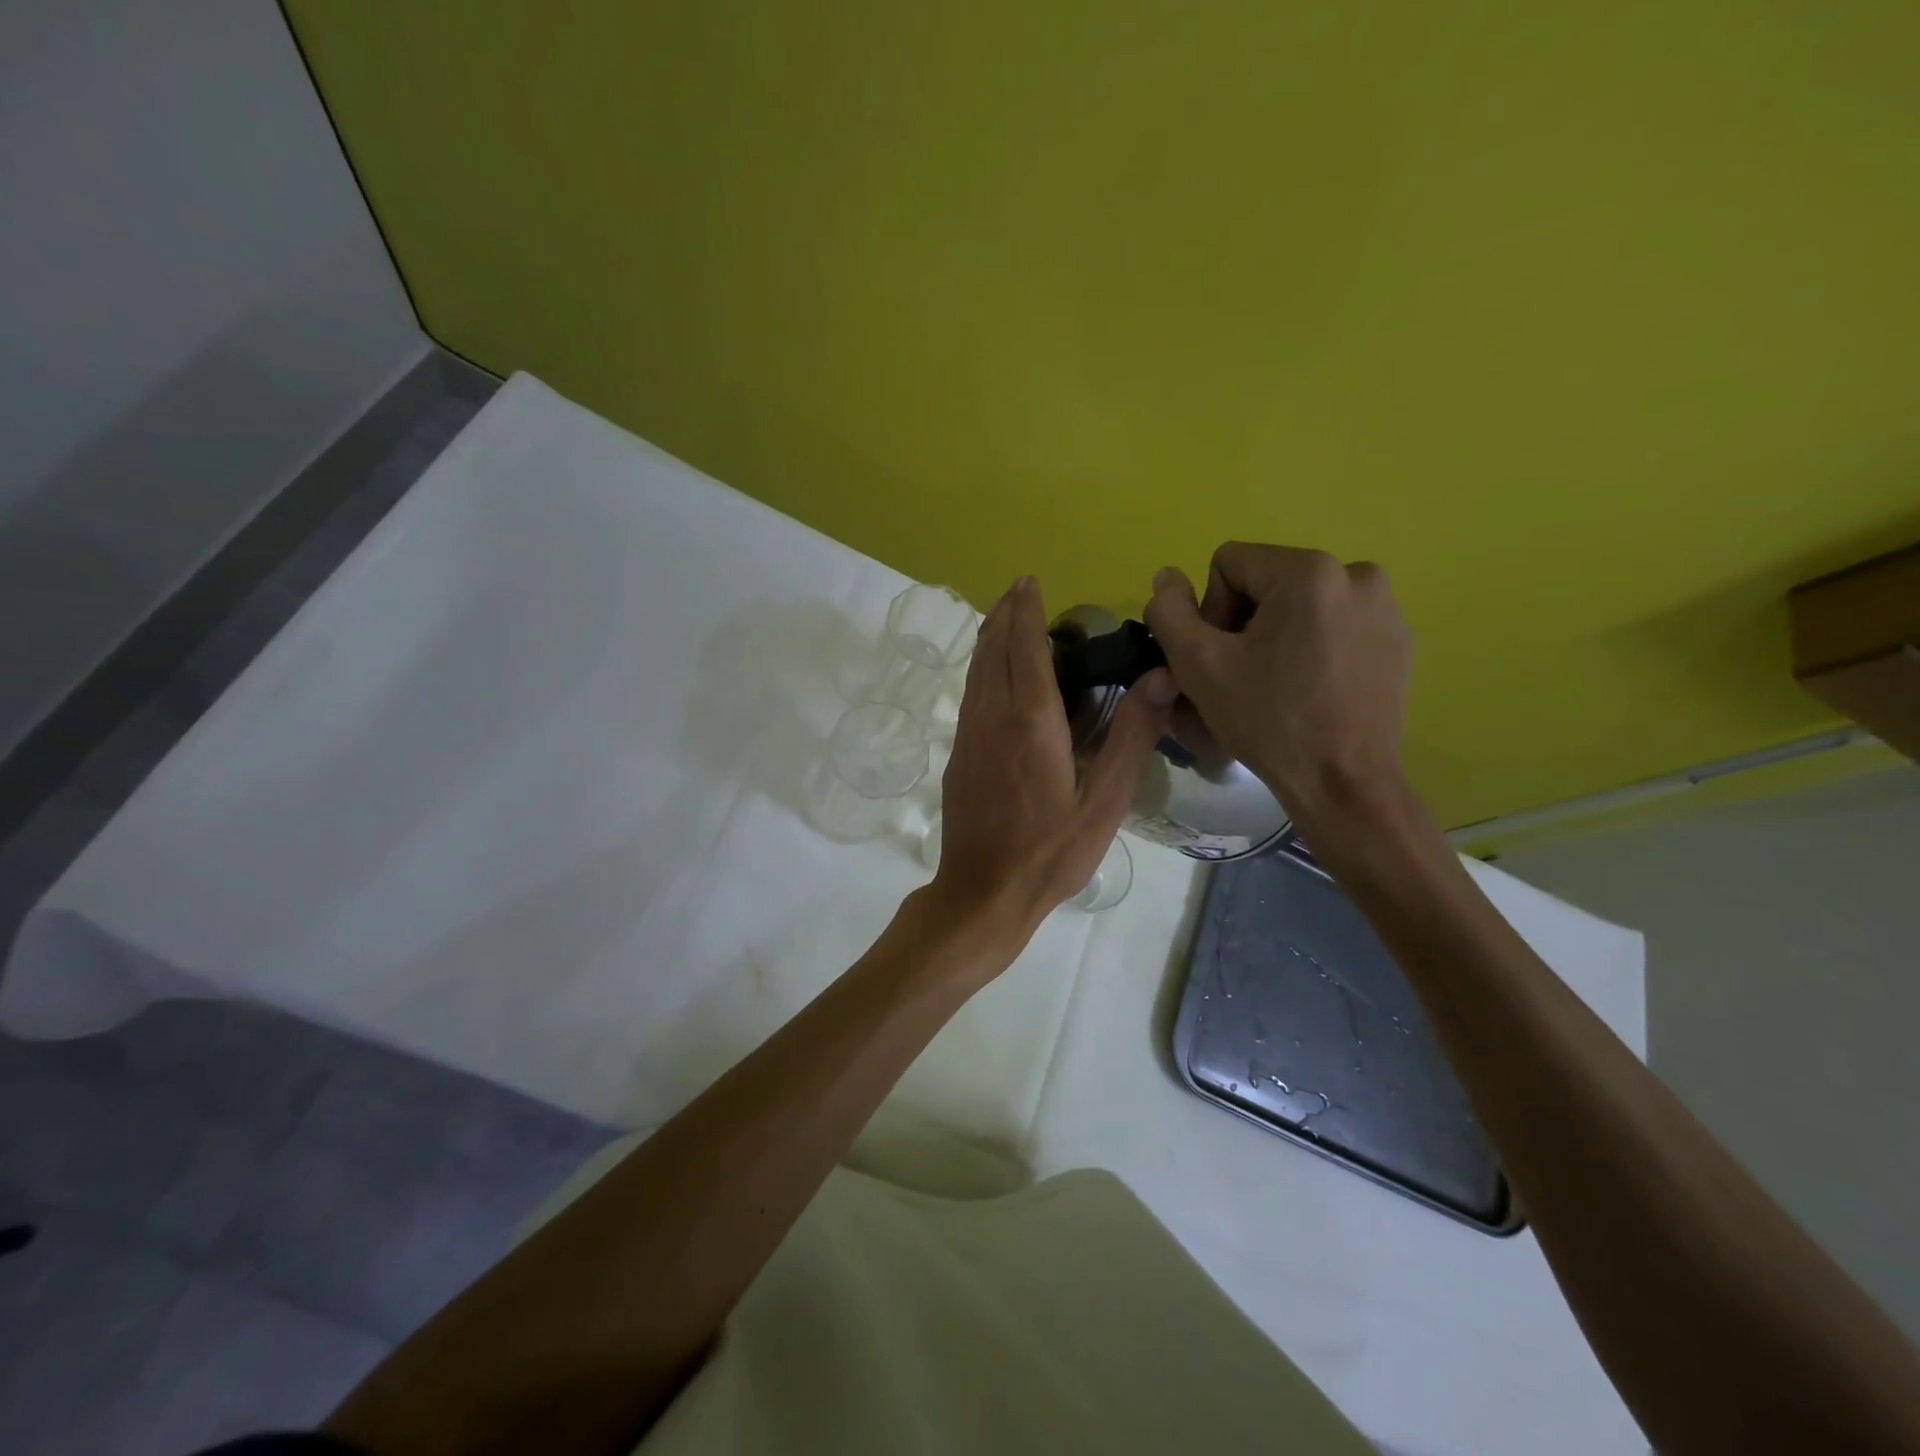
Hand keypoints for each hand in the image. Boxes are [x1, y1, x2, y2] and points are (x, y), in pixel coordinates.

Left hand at [931, 577, 1175, 941]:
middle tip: (1020, 588)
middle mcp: (992, 716)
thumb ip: (1131, 736)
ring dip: (990, 637)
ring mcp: (969, 735)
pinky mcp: (959, 754)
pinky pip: (971, 693)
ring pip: (977, 669)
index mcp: (1032, 721)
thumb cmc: (1051, 851)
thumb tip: (1159, 676)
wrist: (982, 892)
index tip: (1030, 580)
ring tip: (1005, 616)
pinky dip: (982, 667)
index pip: (1026, 647)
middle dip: (1006, 613)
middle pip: (994, 649)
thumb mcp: (1105, 800)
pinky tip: (994, 673)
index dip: (1027, 610)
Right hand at [1145, 543, 1412, 833]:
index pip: (1229, 565)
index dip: (1211, 612)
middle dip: (1245, 623)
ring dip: (1279, 635)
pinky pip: (1336, 624)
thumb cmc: (1268, 722)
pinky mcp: (1399, 638)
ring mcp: (1386, 607)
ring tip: (1279, 685)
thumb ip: (1169, 612)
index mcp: (1309, 571)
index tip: (1223, 660)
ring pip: (1301, 603)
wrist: (1345, 784)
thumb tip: (1167, 577)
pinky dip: (1315, 647)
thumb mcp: (1198, 666)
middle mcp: (1356, 574)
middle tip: (1246, 677)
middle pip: (1267, 581)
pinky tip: (1313, 690)